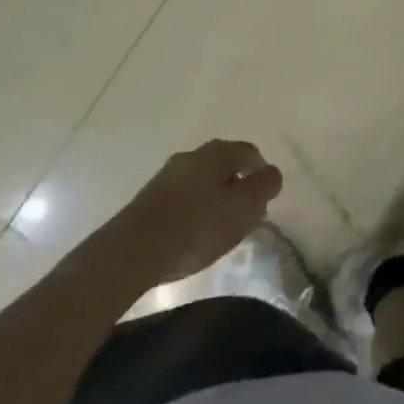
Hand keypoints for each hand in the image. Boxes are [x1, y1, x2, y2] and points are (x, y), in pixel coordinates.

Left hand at [111, 139, 282, 286]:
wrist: (132, 251)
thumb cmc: (197, 225)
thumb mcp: (244, 207)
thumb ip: (264, 187)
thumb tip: (271, 173)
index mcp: (218, 151)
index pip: (250, 152)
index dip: (261, 173)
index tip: (265, 197)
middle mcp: (192, 155)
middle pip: (224, 166)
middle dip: (237, 186)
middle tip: (245, 213)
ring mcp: (166, 176)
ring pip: (201, 182)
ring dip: (213, 199)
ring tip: (218, 228)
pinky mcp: (148, 200)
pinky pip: (181, 199)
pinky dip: (193, 211)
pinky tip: (192, 235)